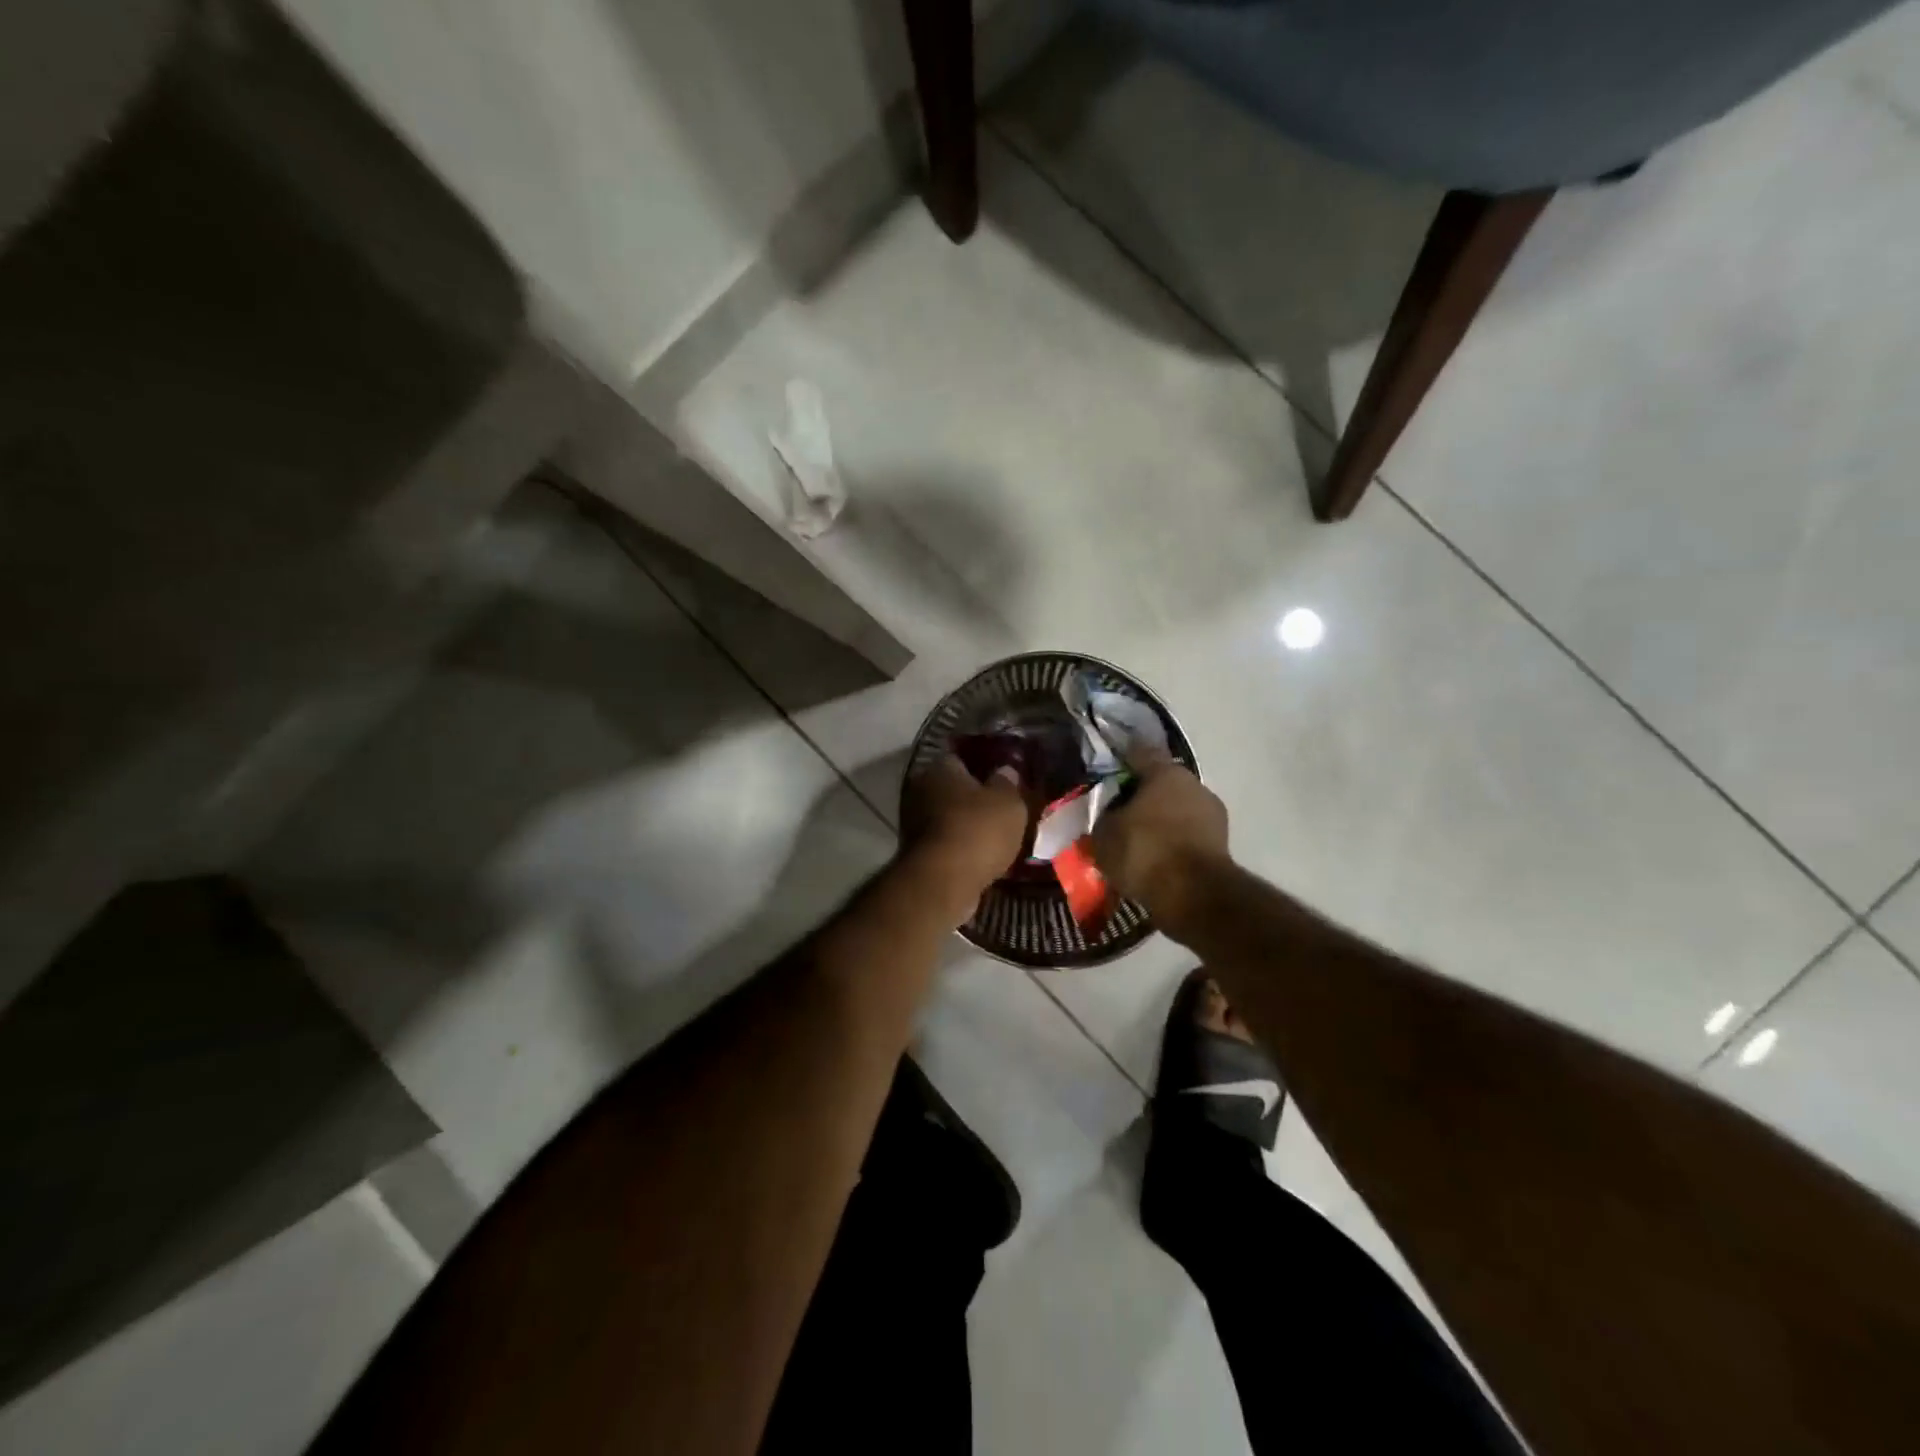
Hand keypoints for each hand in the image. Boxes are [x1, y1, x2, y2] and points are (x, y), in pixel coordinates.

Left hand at [903, 755, 1029, 921]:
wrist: (943, 880)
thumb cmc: (978, 830)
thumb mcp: (1008, 802)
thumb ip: (1008, 783)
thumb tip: (1005, 770)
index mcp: (940, 768)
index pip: (960, 758)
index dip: (981, 767)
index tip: (1000, 779)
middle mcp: (920, 789)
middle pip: (950, 788)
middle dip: (970, 798)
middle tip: (997, 809)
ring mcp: (912, 822)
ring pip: (945, 817)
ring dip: (963, 824)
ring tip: (992, 836)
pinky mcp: (914, 852)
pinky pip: (943, 842)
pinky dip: (957, 847)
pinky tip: (978, 856)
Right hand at [1090, 753, 1227, 927]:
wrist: (1194, 896)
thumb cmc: (1144, 851)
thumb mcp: (1104, 833)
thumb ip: (1103, 815)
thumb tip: (1107, 812)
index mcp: (1165, 771)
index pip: (1137, 753)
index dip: (1118, 760)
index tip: (1103, 771)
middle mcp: (1193, 784)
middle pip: (1159, 783)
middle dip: (1140, 796)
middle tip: (1118, 813)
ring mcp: (1212, 814)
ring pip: (1176, 810)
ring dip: (1158, 821)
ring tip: (1136, 842)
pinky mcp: (1221, 844)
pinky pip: (1186, 835)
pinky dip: (1172, 843)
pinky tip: (1155, 859)